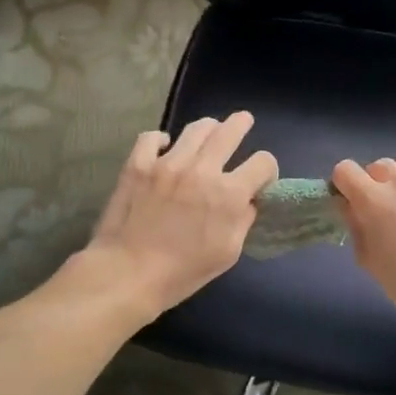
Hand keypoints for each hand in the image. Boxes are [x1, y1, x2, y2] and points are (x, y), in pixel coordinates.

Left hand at [83, 113, 277, 316]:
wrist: (128, 273)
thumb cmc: (183, 272)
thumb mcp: (228, 253)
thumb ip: (243, 220)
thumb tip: (247, 201)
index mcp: (229, 193)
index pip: (262, 162)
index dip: (266, 169)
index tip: (260, 178)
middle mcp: (202, 170)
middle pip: (230, 131)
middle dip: (242, 124)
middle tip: (243, 121)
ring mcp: (167, 163)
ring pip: (196, 128)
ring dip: (208, 127)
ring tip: (209, 130)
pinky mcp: (138, 164)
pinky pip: (151, 137)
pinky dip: (161, 139)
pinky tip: (164, 146)